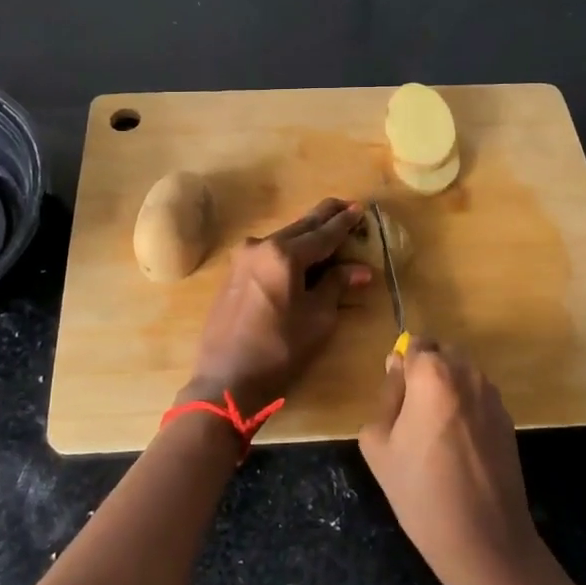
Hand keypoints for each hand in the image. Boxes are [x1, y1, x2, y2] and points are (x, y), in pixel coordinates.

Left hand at [180, 198, 371, 414]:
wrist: (226, 379)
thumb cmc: (279, 350)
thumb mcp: (317, 319)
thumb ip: (336, 286)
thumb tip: (360, 270)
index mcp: (284, 254)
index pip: (323, 234)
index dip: (344, 223)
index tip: (359, 208)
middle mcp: (260, 246)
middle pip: (300, 227)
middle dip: (324, 217)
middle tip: (345, 205)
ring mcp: (242, 258)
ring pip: (282, 238)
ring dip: (305, 233)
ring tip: (326, 228)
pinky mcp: (233, 274)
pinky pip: (267, 252)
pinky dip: (287, 249)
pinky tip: (298, 253)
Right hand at [358, 340, 549, 584]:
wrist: (485, 542)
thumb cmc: (421, 492)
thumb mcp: (379, 445)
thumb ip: (385, 398)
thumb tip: (398, 375)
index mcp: (433, 374)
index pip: (415, 344)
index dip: (402, 367)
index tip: (395, 398)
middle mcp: (468, 374)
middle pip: (442, 355)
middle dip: (426, 374)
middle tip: (411, 416)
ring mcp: (493, 397)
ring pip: (463, 376)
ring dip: (448, 391)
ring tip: (435, 436)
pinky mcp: (509, 421)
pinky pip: (479, 399)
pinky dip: (466, 411)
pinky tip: (459, 451)